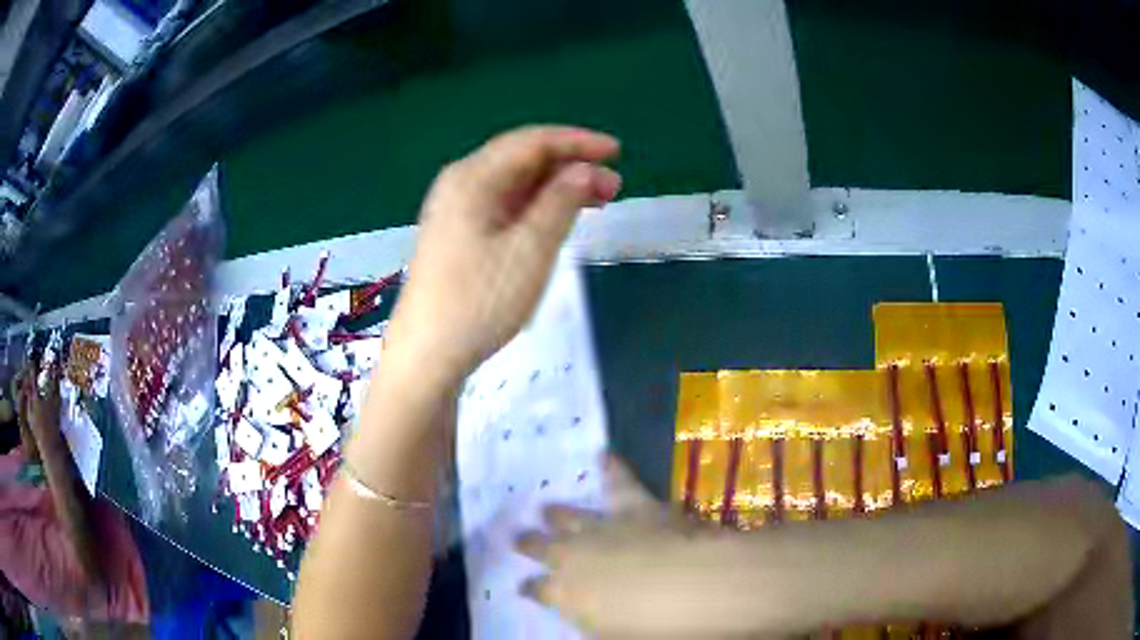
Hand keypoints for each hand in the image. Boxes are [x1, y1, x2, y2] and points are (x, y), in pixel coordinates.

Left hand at [387, 126, 621, 385]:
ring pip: (514, 183)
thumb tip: (585, 169)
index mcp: (473, 177)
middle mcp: (460, 183)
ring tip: (596, 202)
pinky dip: (536, 206)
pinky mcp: (457, 234)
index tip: (616, 151)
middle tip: (613, 187)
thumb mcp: (530, 249)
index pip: (532, 142)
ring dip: (556, 187)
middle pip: (522, 159)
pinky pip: (503, 205)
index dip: (577, 141)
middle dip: (570, 166)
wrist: (428, 354)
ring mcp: (455, 209)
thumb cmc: (480, 301)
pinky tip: (558, 219)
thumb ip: (561, 201)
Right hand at [516, 457, 728, 637]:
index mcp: (564, 593)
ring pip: (570, 515)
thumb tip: (587, 620)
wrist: (686, 587)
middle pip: (541, 547)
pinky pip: (620, 483)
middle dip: (529, 543)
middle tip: (519, 537)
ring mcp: (602, 527)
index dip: (530, 588)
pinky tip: (604, 453)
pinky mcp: (633, 507)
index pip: (537, 590)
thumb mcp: (609, 635)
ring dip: (557, 513)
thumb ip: (591, 623)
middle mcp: (573, 556)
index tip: (524, 587)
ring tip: (545, 508)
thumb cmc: (646, 627)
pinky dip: (612, 468)